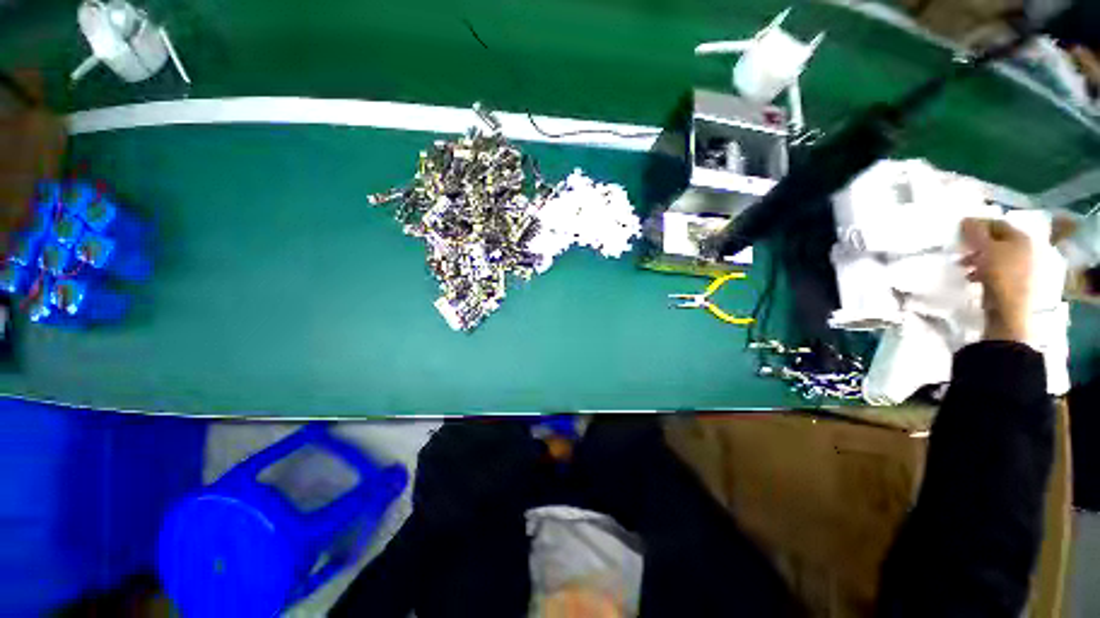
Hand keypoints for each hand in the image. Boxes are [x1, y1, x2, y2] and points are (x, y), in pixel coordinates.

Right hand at [960, 218, 1033, 342]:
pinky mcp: (1013, 280)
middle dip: (976, 244)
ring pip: (994, 255)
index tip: (959, 231)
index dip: (978, 225)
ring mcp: (1020, 265)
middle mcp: (1023, 248)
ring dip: (976, 258)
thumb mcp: (985, 249)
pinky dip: (981, 270)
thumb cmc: (999, 273)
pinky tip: (971, 277)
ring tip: (962, 266)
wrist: (1009, 307)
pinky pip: (995, 268)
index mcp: (1019, 237)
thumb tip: (966, 219)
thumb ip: (975, 232)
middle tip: (960, 249)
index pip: (996, 223)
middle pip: (995, 240)